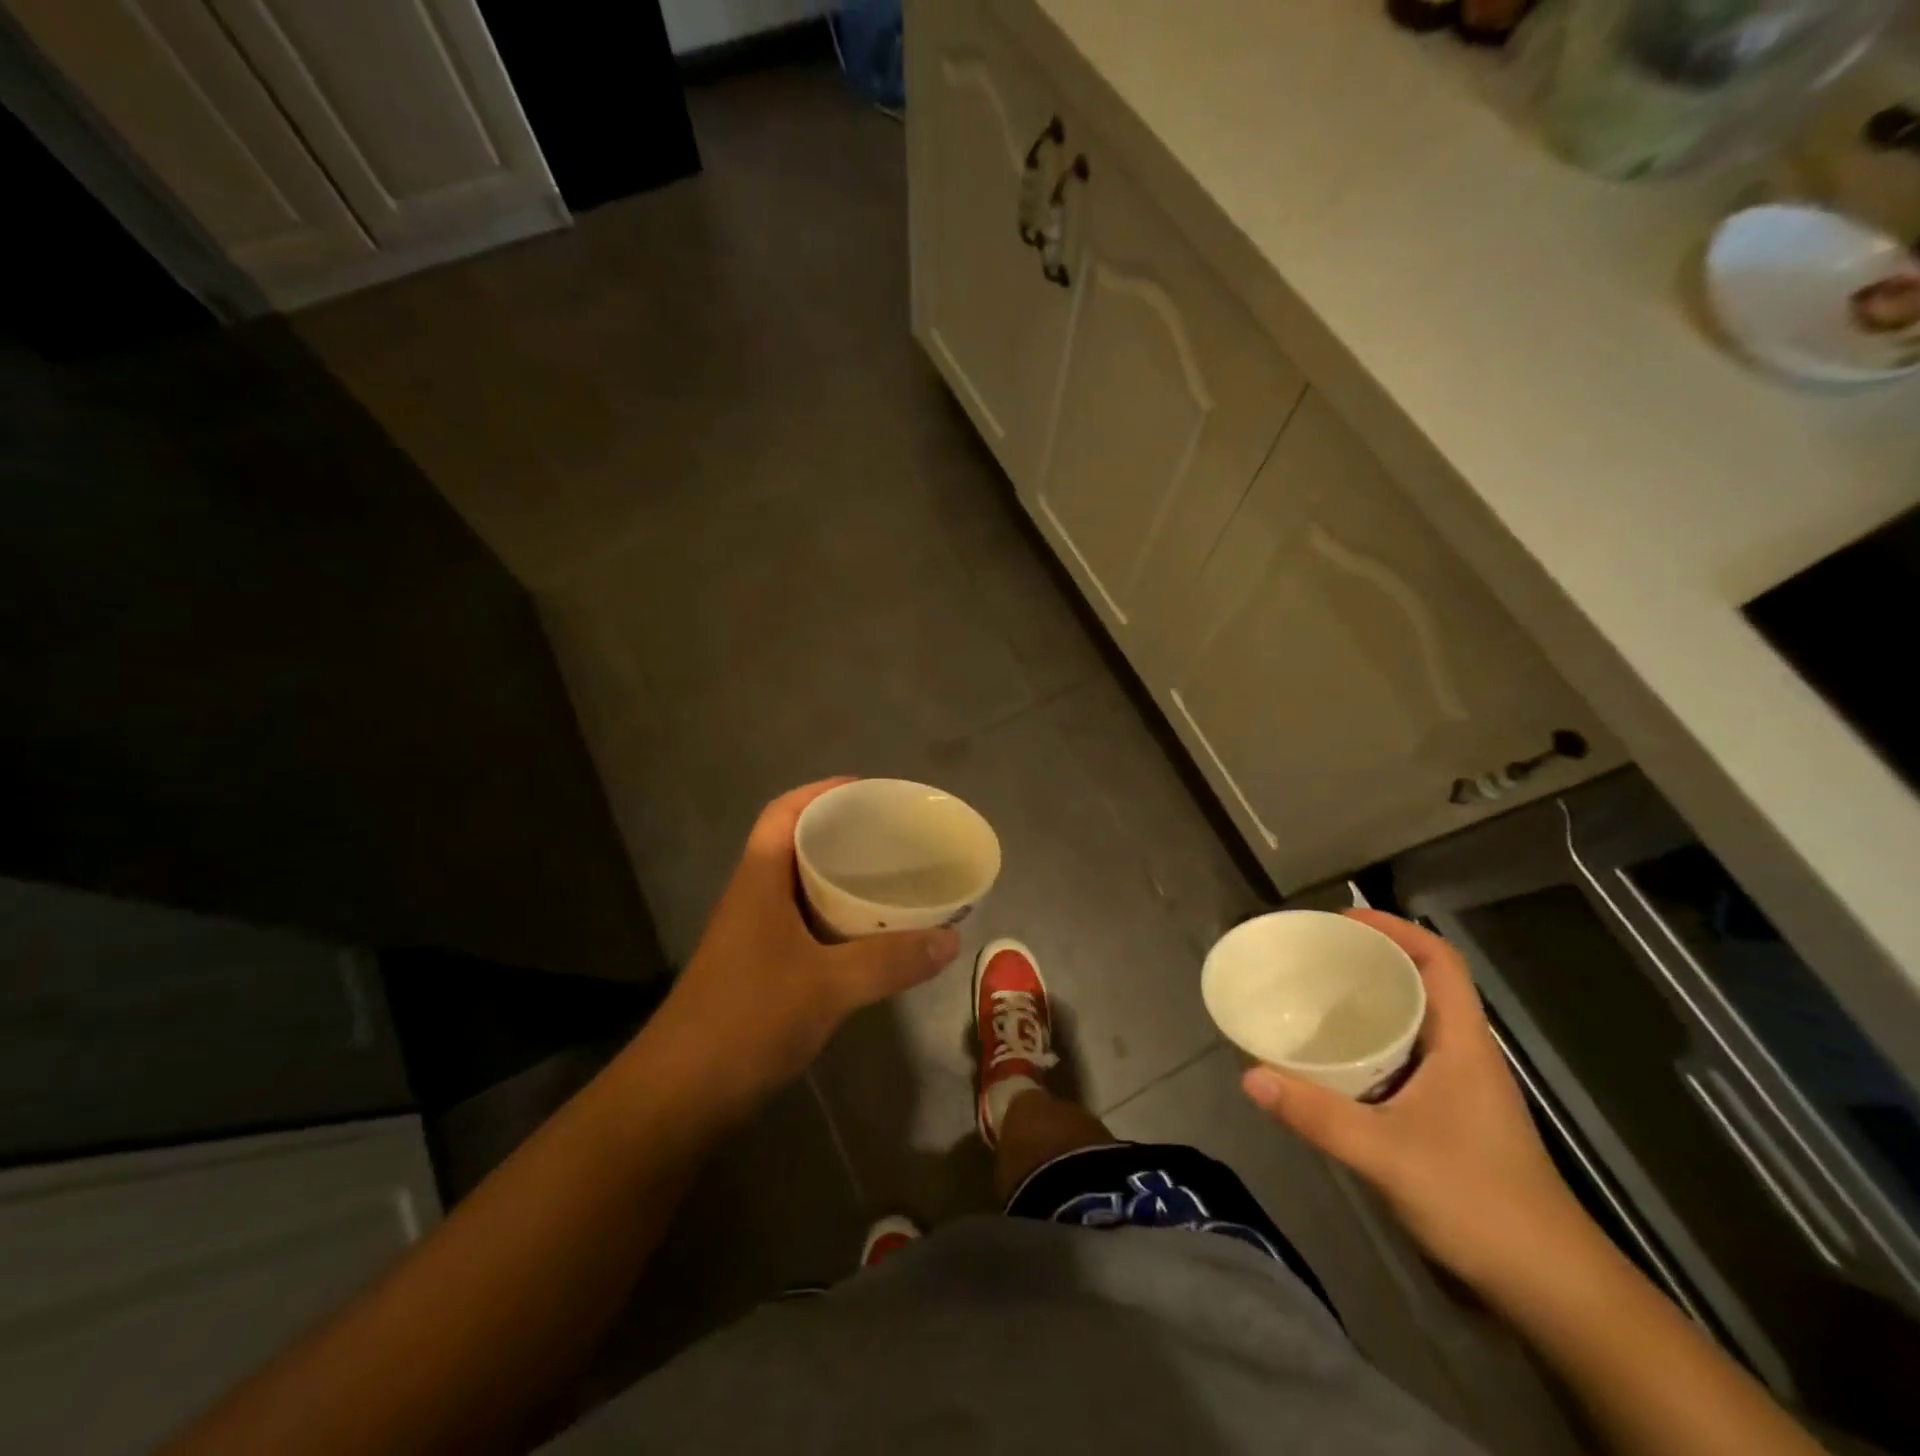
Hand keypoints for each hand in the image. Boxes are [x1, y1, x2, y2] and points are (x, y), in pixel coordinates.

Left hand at [650, 779, 961, 1111]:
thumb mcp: (828, 987)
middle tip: (893, 836)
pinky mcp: (759, 969)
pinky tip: (869, 936)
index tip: (869, 791)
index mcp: (759, 881)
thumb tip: (951, 939)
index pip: (784, 812)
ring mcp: (753, 936)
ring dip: (840, 878)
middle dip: (841, 833)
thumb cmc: (748, 1020)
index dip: (822, 792)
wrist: (680, 1096)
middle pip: (796, 845)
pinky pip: (804, 925)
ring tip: (891, 879)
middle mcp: (754, 898)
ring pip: (801, 887)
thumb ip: (890, 961)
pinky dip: (836, 919)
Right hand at [1241, 909, 1589, 1289]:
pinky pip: (1403, 1057)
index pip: (1439, 961)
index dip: (1395, 928)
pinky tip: (1331, 1059)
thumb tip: (1249, 1074)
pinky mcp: (1448, 1116)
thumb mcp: (1387, 1155)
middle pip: (1421, 982)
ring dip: (1367, 1001)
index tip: (1341, 920)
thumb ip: (1316, 1114)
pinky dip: (1368, 1044)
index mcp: (1463, 1044)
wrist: (1552, 1289)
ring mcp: (1459, 1087)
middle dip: (1369, 959)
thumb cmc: (1479, 1203)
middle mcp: (1463, 1054)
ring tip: (1312, 995)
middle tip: (1312, 955)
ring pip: (1412, 1022)